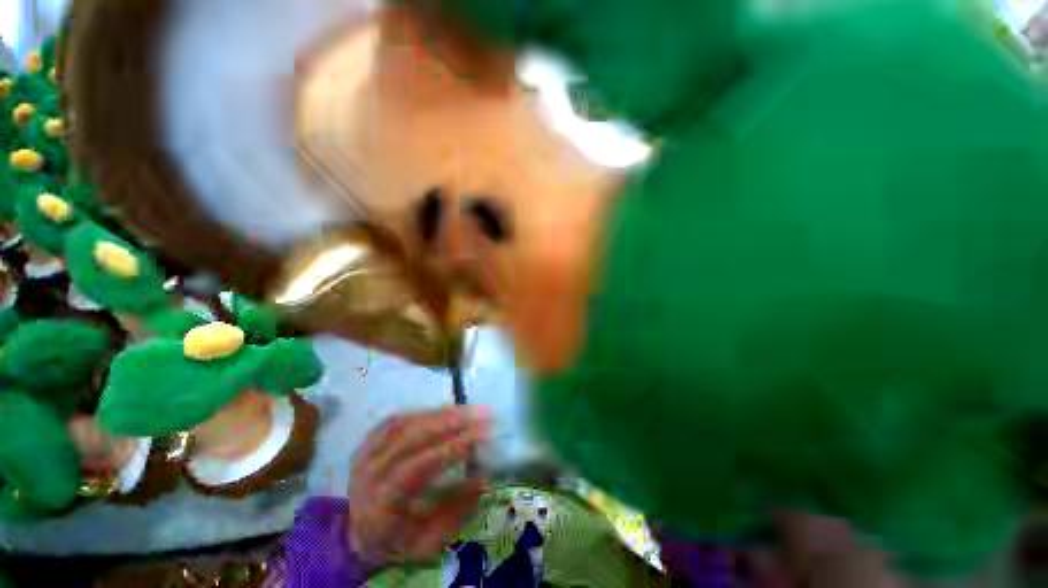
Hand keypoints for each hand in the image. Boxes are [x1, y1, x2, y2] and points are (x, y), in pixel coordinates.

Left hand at [348, 406, 489, 566]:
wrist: (358, 540)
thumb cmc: (397, 546)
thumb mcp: (428, 545)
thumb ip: (453, 514)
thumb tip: (481, 480)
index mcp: (383, 502)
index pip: (415, 468)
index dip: (448, 450)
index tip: (480, 437)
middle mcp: (368, 472)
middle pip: (406, 438)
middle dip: (447, 423)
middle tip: (482, 415)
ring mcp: (363, 456)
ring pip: (398, 425)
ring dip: (435, 414)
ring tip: (467, 410)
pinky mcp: (363, 447)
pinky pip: (389, 423)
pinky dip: (417, 414)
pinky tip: (440, 413)